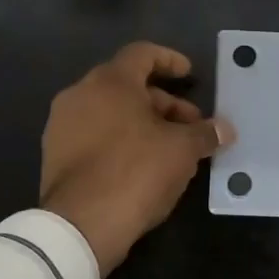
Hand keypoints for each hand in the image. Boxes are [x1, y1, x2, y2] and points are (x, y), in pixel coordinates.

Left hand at [40, 41, 233, 276]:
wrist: (81, 225)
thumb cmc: (137, 171)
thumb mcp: (182, 150)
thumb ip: (204, 134)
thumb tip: (224, 129)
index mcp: (110, 81)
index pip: (142, 53)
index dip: (169, 60)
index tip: (189, 75)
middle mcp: (80, 94)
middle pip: (127, 85)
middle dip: (163, 102)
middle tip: (190, 126)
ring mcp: (62, 125)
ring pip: (110, 112)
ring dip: (142, 123)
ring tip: (169, 148)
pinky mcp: (54, 155)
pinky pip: (94, 135)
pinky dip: (119, 140)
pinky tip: (141, 165)